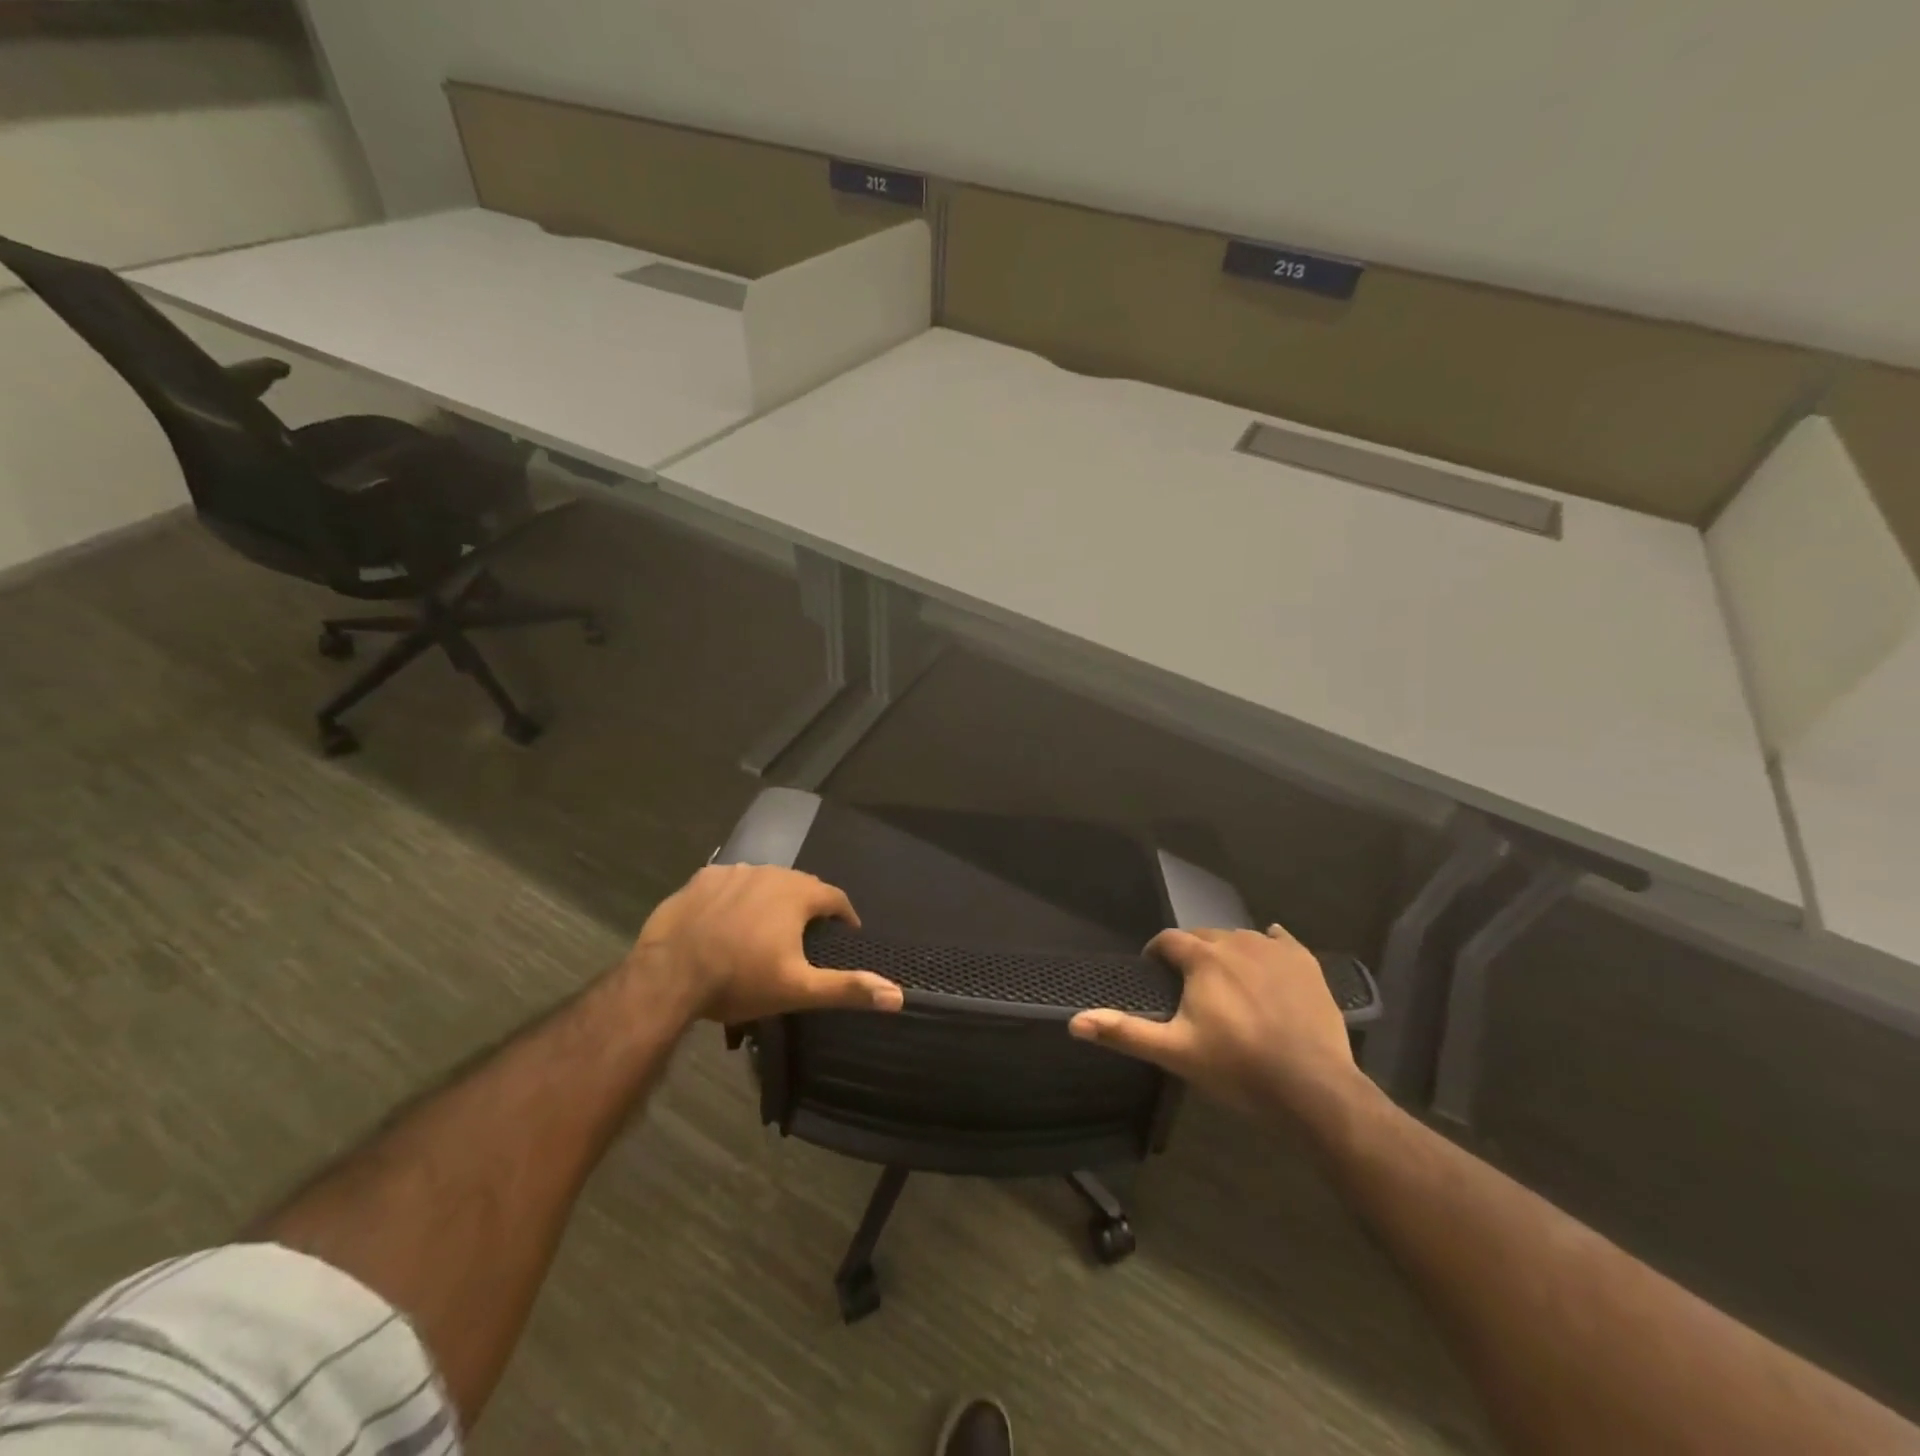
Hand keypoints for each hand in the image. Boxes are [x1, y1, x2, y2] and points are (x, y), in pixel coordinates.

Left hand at [634, 864, 903, 1023]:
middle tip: (805, 937)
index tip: (845, 935)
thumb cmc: (740, 981)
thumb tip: (898, 996)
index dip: (844, 916)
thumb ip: (847, 988)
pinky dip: (736, 897)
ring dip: (771, 900)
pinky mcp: (701, 879)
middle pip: (800, 886)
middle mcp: (770, 872)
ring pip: (764, 882)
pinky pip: (730, 883)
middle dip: (808, 907)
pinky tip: (727, 920)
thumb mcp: (799, 990)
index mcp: (798, 894)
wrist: (670, 976)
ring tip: (765, 929)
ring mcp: (733, 872)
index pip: (835, 897)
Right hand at [1069, 923, 1360, 1116]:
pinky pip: (1280, 940)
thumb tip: (1074, 1022)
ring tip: (1226, 982)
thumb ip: (1124, 1032)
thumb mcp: (1174, 1052)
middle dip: (1191, 954)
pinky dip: (1269, 945)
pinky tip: (1268, 958)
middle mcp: (1236, 942)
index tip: (1153, 975)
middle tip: (1189, 987)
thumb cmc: (1238, 1068)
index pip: (1168, 940)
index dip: (1156, 954)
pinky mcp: (1306, 963)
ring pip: (1240, 938)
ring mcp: (1275, 950)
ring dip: (1226, 952)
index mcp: (1202, 958)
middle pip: (1203, 936)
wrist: (1313, 1089)